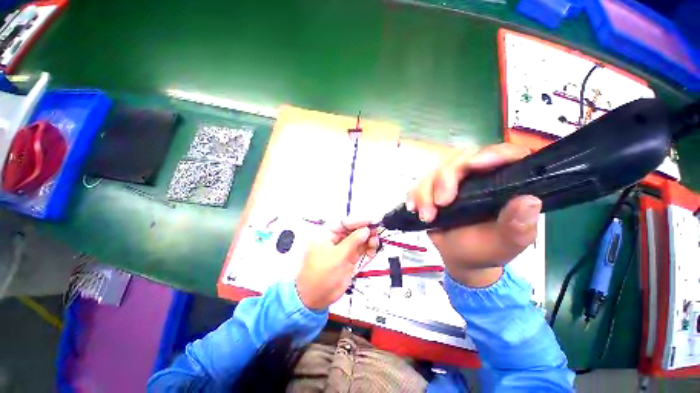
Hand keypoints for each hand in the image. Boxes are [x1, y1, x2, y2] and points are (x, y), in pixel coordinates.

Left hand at [296, 221, 379, 309]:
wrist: (316, 298)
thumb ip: (352, 242)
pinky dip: (368, 249)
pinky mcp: (349, 257)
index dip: (358, 220)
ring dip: (369, 240)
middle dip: (365, 230)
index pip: (344, 222)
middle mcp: (335, 239)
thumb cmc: (318, 276)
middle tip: (375, 232)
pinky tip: (371, 251)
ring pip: (359, 239)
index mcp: (326, 234)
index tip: (370, 220)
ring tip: (374, 244)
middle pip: (353, 229)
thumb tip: (365, 230)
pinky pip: (361, 249)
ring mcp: (343, 248)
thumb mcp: (336, 257)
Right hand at [407, 143, 541, 286]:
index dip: (491, 154)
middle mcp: (478, 176)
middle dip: (445, 180)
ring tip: (425, 216)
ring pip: (435, 171)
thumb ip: (518, 226)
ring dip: (426, 192)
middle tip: (440, 204)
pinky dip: (415, 195)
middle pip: (460, 160)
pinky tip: (413, 208)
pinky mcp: (434, 189)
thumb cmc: (485, 250)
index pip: (504, 155)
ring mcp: (454, 182)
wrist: (459, 257)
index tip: (473, 165)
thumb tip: (529, 201)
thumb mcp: (505, 243)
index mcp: (504, 184)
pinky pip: (420, 184)